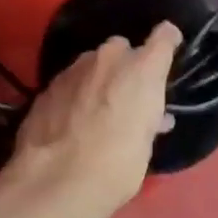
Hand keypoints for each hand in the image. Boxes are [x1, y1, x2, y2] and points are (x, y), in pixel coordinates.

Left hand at [0, 23, 179, 217]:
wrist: (56, 180)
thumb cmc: (117, 166)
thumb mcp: (145, 144)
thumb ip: (148, 119)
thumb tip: (153, 117)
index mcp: (142, 70)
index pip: (164, 37)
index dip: (168, 41)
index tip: (169, 48)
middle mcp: (110, 58)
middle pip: (122, 49)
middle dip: (126, 66)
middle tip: (126, 96)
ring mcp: (75, 68)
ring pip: (93, 63)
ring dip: (98, 79)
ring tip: (96, 110)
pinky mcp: (48, 85)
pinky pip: (70, 81)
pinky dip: (75, 94)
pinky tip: (71, 119)